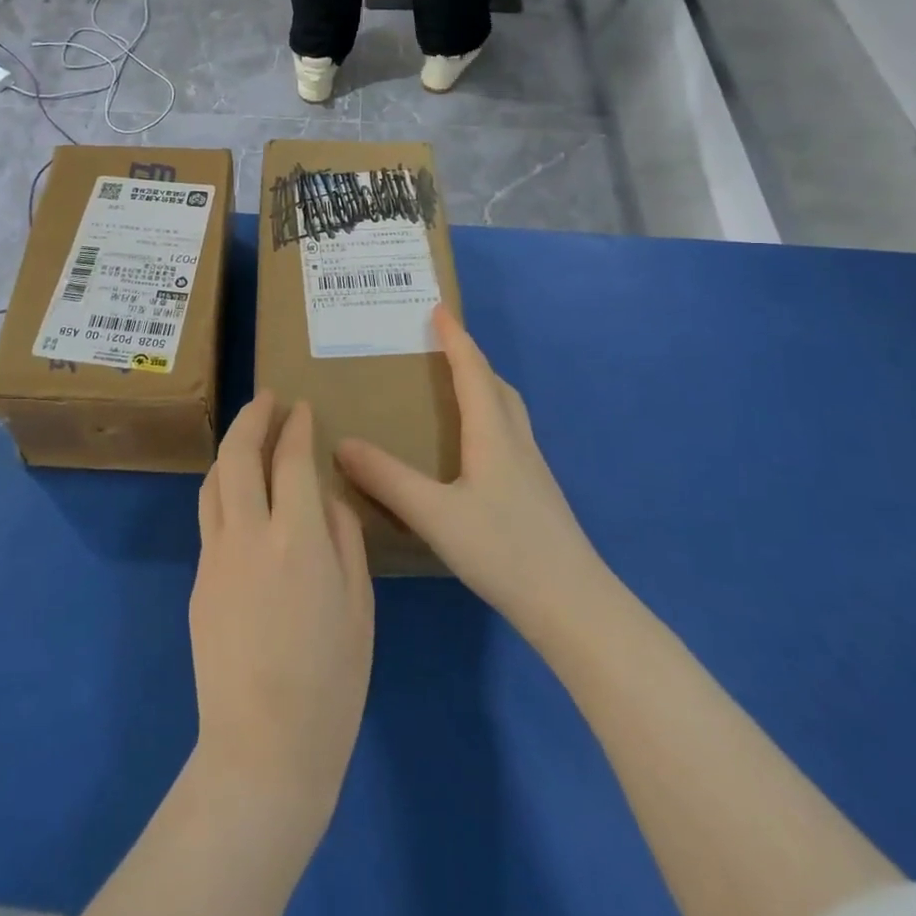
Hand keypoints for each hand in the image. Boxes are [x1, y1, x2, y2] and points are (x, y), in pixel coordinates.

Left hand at [190, 394, 372, 825]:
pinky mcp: (199, 580)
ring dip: (230, 448)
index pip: (291, 458)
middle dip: (253, 416)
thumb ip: (343, 538)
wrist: (262, 750)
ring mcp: (215, 555)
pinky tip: (240, 495)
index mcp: (297, 538)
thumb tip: (324, 496)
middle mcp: (248, 533)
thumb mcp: (359, 607)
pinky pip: (210, 516)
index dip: (296, 426)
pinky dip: (224, 488)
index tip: (302, 407)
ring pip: (214, 481)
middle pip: (238, 454)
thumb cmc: (331, 684)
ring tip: (249, 435)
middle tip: (267, 398)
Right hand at [336, 306, 610, 634]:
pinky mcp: (537, 496)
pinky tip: (474, 452)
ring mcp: (532, 471)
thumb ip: (387, 479)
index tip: (438, 309)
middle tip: (443, 347)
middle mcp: (516, 443)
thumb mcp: (435, 514)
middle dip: (471, 359)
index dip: (455, 338)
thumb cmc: (505, 551)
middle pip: (496, 386)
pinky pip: (509, 437)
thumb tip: (341, 443)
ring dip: (484, 388)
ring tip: (456, 390)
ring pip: (508, 412)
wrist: (575, 607)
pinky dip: (490, 420)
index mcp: (493, 434)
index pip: (472, 371)